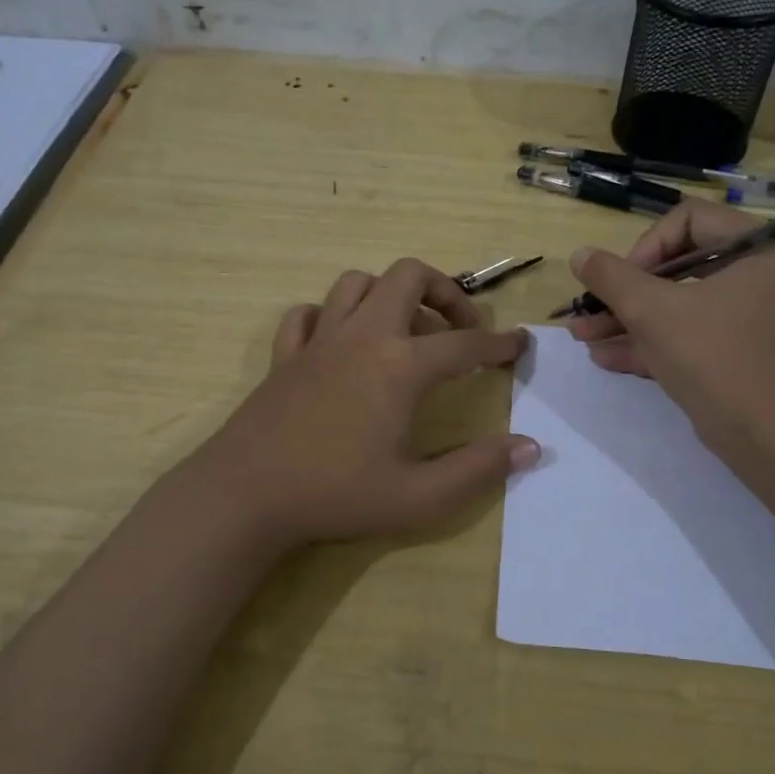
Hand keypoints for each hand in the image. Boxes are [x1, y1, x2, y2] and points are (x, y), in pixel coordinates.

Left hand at [194, 258, 536, 547]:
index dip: (499, 344)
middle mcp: (363, 336)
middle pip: (409, 276)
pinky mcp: (285, 354)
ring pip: (357, 284)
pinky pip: (309, 314)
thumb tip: (529, 447)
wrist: (245, 497)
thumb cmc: (336, 495)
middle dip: (445, 291)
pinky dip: (331, 316)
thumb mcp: (419, 496)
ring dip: (390, 296)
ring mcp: (319, 340)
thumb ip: (478, 469)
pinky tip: (342, 344)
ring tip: (406, 331)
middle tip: (461, 328)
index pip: (464, 344)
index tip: (519, 344)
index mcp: (400, 366)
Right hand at [567, 197, 774, 448]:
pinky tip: (603, 356)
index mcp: (752, 250)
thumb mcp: (651, 311)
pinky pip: (683, 334)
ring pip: (674, 304)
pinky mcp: (729, 350)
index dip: (647, 245)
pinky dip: (647, 342)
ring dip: (625, 319)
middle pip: (675, 265)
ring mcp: (741, 316)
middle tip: (589, 308)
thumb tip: (580, 255)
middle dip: (623, 291)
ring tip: (581, 335)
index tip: (623, 279)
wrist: (759, 435)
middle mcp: (752, 276)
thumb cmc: (710, 356)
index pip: (688, 219)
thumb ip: (611, 277)